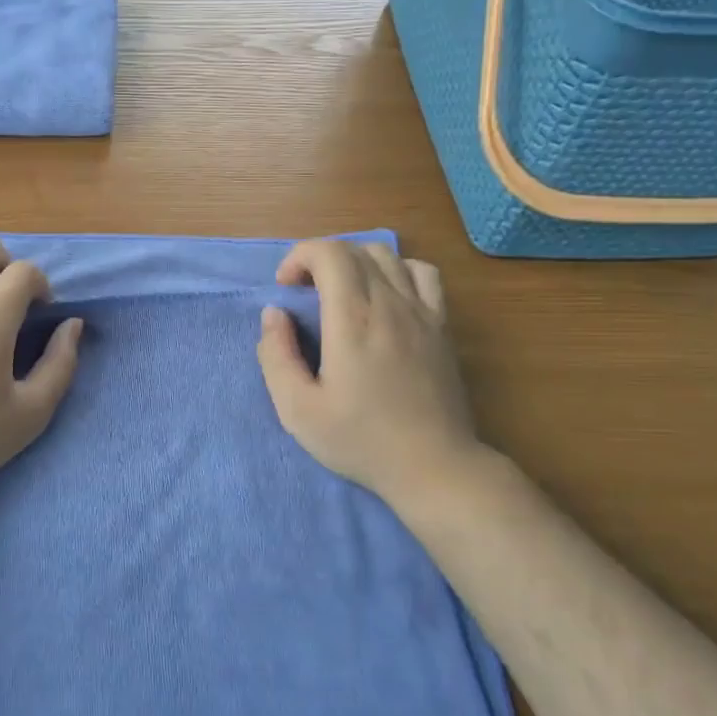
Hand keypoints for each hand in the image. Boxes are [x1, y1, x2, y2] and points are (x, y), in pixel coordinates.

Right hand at [257, 240, 487, 508]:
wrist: (434, 466)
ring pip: (388, 255)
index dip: (299, 257)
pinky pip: (423, 273)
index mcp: (353, 320)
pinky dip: (397, 270)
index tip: (285, 289)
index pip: (328, 252)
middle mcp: (390, 303)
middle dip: (319, 259)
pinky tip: (385, 297)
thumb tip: (274, 314)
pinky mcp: (442, 325)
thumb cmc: (361, 441)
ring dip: (355, 261)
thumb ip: (276, 356)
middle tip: (303, 294)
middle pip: (354, 249)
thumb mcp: (298, 410)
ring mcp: (423, 311)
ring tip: (340, 292)